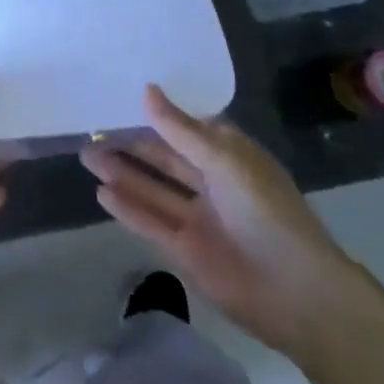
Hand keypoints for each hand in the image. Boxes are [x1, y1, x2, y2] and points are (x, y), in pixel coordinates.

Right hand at [81, 84, 366, 359]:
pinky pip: (150, 223)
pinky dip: (127, 208)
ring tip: (86, 154)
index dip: (156, 113)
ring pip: (152, 189)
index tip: (120, 95)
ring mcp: (197, 218)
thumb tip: (146, 89)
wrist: (298, 293)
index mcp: (229, 156)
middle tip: (91, 127)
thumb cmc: (267, 211)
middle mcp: (211, 182)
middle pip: (164, 157)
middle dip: (130, 143)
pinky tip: (100, 192)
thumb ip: (180, 129)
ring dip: (121, 173)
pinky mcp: (185, 251)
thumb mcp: (225, 160)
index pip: (186, 126)